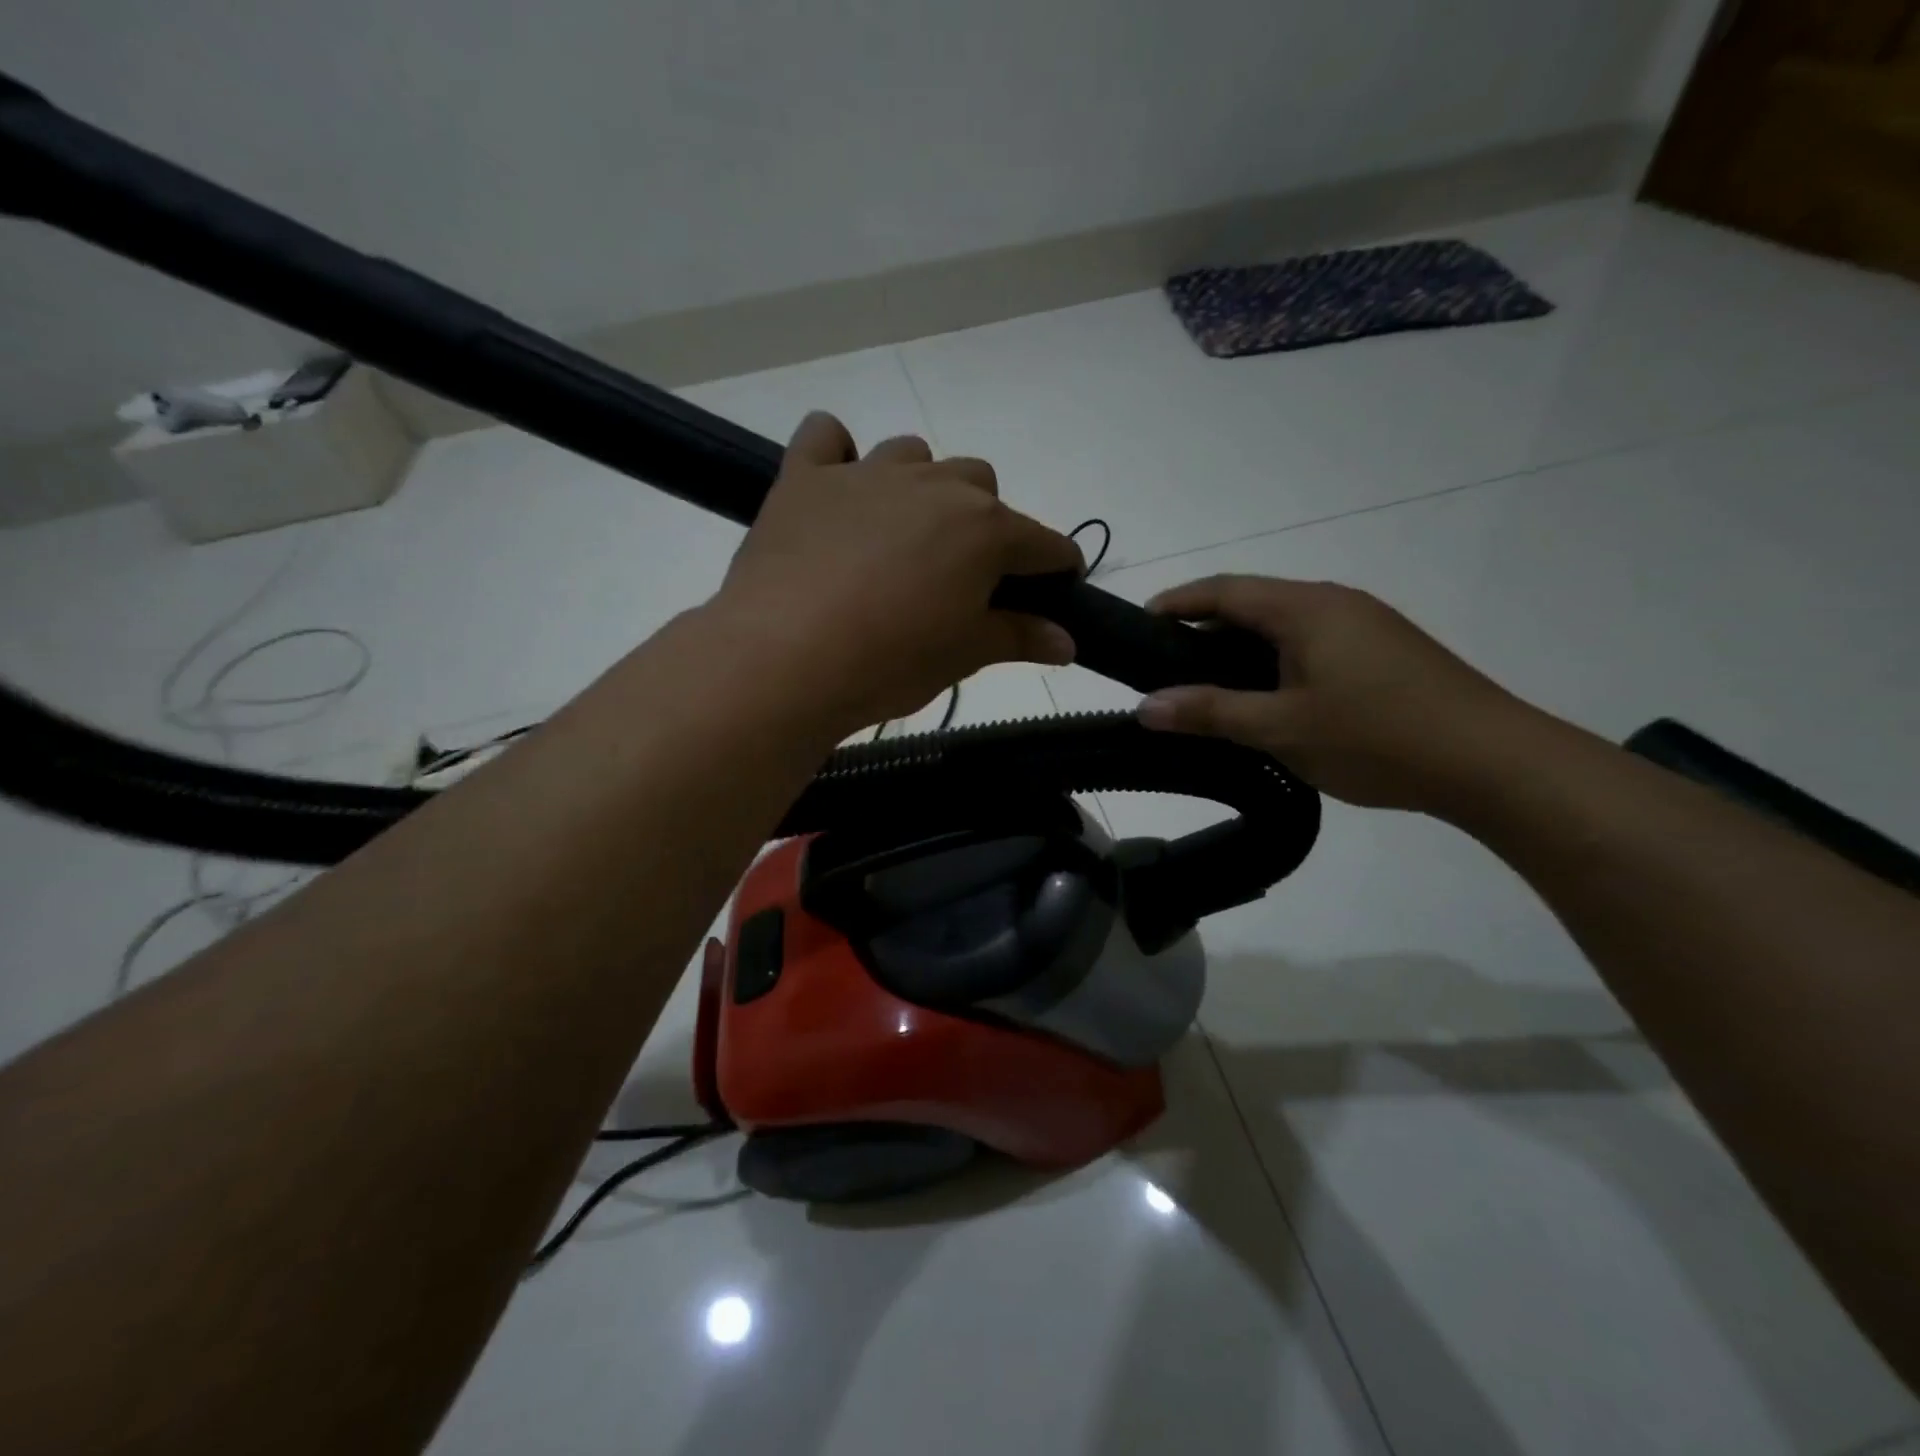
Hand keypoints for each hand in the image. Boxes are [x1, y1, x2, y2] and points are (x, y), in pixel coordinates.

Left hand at [709, 413, 1082, 734]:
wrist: (784, 659)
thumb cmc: (889, 662)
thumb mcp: (963, 656)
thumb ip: (1019, 638)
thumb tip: (1068, 642)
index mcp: (984, 529)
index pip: (1043, 543)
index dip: (1056, 569)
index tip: (1052, 592)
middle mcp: (934, 486)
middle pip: (981, 485)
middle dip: (985, 524)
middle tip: (961, 577)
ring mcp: (866, 474)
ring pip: (914, 456)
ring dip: (921, 487)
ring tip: (902, 537)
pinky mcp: (805, 478)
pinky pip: (825, 437)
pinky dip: (837, 453)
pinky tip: (837, 487)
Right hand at [1137, 576, 1534, 813]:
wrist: (1492, 762)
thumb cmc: (1376, 737)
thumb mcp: (1281, 728)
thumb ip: (1210, 713)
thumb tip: (1145, 706)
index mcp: (1307, 608)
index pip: (1226, 590)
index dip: (1179, 602)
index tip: (1140, 622)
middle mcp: (1336, 603)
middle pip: (1255, 603)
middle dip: (1206, 628)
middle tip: (1168, 665)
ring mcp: (1366, 626)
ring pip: (1286, 626)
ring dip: (1243, 648)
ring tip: (1212, 686)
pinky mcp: (1385, 652)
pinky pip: (1313, 643)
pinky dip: (1277, 661)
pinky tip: (1272, 699)